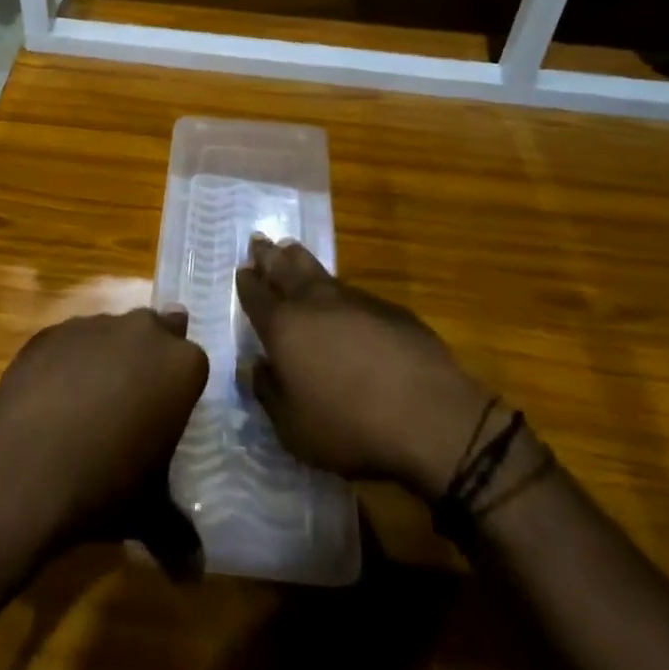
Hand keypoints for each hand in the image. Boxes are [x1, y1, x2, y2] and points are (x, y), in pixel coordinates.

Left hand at [0, 308, 207, 569]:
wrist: (24, 467)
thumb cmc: (104, 484)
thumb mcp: (148, 513)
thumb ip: (177, 534)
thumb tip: (195, 575)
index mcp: (180, 365)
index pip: (193, 363)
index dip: (181, 389)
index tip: (168, 415)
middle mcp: (143, 331)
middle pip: (157, 332)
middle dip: (150, 359)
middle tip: (137, 402)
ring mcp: (94, 325)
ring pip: (112, 333)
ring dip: (108, 359)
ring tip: (89, 407)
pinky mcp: (51, 332)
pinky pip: (68, 344)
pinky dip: (66, 364)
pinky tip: (52, 402)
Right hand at [236, 237, 494, 500]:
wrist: (427, 414)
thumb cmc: (349, 426)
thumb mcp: (294, 429)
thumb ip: (268, 393)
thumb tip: (252, 367)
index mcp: (284, 327)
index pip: (257, 296)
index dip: (247, 282)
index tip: (241, 269)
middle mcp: (314, 302)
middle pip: (285, 269)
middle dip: (269, 255)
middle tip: (259, 240)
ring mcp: (353, 300)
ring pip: (318, 271)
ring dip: (300, 259)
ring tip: (290, 249)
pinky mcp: (387, 308)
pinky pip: (351, 289)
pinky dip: (336, 287)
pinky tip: (340, 295)